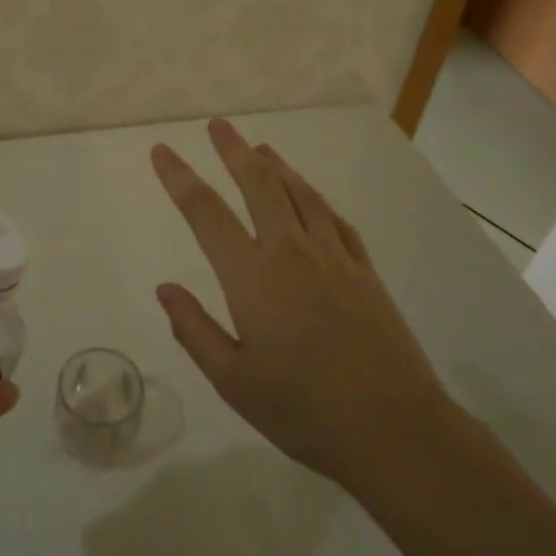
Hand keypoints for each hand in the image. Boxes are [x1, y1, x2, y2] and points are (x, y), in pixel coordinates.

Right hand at [151, 118, 450, 498]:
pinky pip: (334, 219)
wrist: (395, 430)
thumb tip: (165, 289)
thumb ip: (195, 330)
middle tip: (218, 125)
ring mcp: (334, 257)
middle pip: (258, 185)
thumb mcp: (233, 382)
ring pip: (300, 194)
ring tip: (260, 148)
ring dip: (276, 166)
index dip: (179, 178)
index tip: (161, 151)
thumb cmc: (303, 411)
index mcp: (252, 278)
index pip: (205, 213)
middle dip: (234, 151)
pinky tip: (309, 195)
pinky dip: (315, 198)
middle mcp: (291, 253)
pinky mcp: (364, 271)